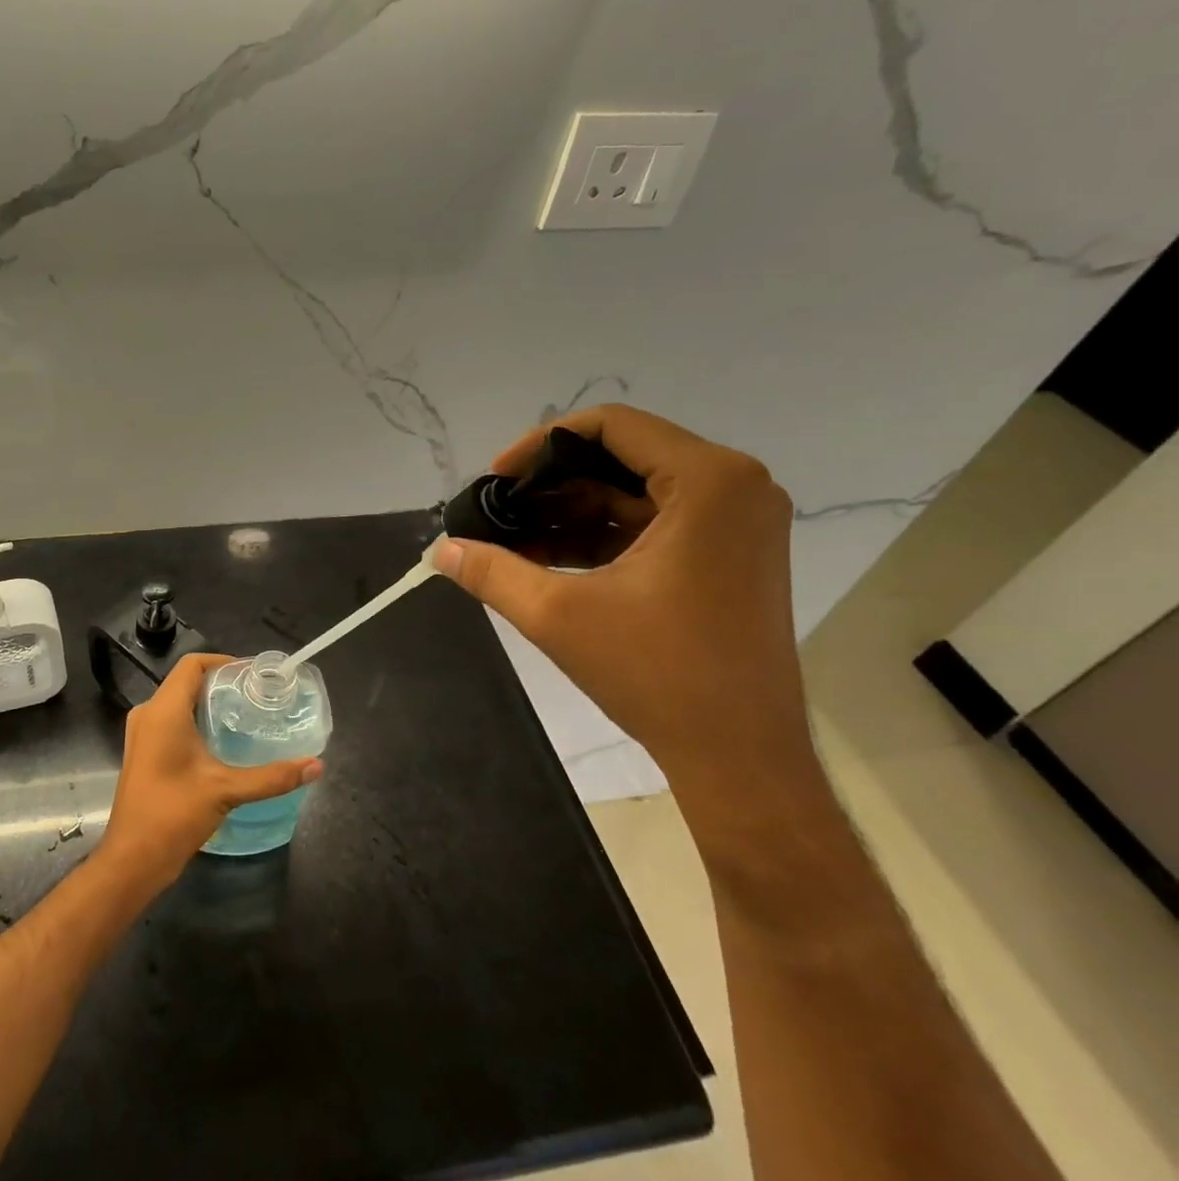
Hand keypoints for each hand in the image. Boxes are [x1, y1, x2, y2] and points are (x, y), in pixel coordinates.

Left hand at [96, 653, 322, 895]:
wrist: (132, 859)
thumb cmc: (173, 814)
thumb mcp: (226, 791)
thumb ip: (272, 777)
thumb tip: (315, 766)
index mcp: (164, 710)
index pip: (193, 664)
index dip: (224, 662)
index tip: (254, 676)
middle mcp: (148, 714)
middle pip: (187, 682)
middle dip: (221, 684)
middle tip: (256, 697)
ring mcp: (142, 734)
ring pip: (178, 703)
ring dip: (208, 705)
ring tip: (245, 717)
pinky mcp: (144, 753)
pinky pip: (171, 722)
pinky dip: (196, 722)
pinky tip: (222, 743)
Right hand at [432, 405, 812, 804]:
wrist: (739, 755)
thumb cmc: (656, 673)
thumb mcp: (558, 615)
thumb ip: (492, 572)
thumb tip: (440, 550)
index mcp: (708, 481)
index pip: (611, 425)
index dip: (540, 445)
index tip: (494, 481)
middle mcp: (734, 487)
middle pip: (621, 456)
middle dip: (550, 484)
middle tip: (496, 514)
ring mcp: (736, 522)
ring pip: (633, 491)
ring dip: (569, 512)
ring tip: (511, 541)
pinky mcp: (729, 554)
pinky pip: (652, 523)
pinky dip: (599, 536)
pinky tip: (546, 560)